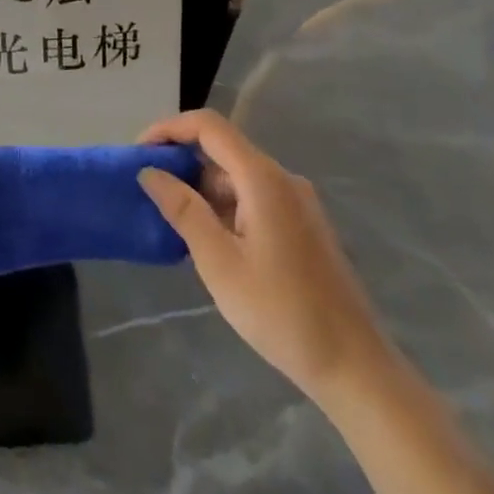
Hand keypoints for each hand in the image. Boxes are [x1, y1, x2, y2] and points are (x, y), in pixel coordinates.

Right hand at [138, 109, 388, 404]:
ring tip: (171, 220)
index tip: (139, 152)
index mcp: (262, 178)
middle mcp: (282, 178)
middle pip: (223, 148)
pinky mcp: (302, 224)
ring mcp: (296, 202)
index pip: (209, 126)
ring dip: (201, 188)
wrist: (354, 366)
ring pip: (237, 176)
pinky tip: (208, 239)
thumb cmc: (280, 312)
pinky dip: (224, 205)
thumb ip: (183, 210)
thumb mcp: (219, 262)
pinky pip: (254, 197)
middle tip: (148, 190)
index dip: (169, 128)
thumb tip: (149, 172)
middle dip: (181, 161)